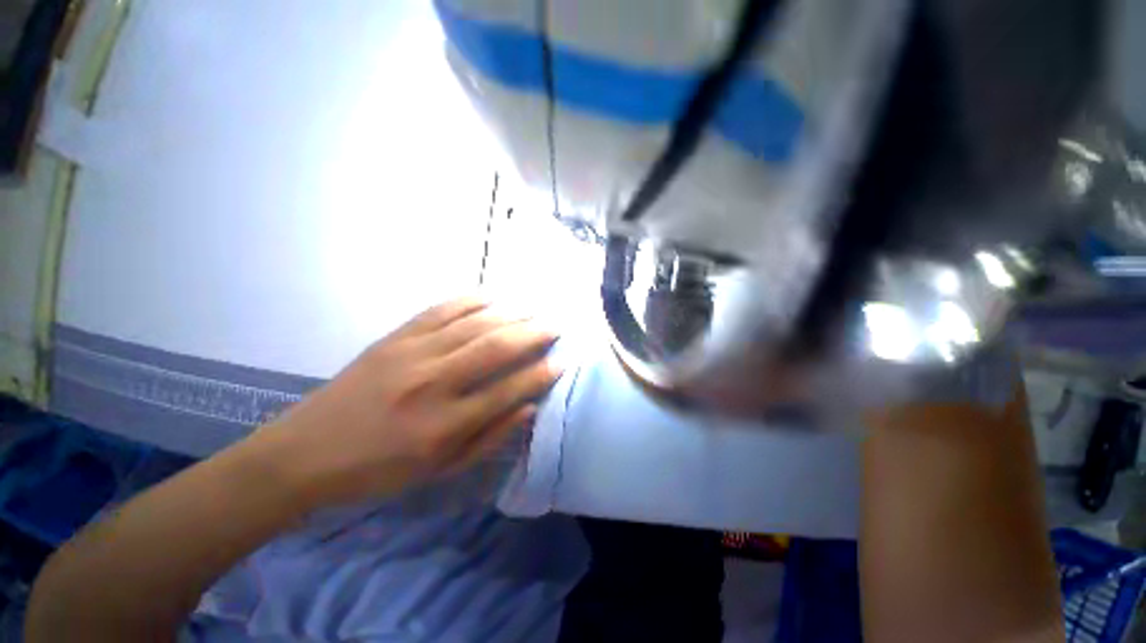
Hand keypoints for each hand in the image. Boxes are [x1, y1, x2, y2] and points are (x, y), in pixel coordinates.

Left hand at [256, 297, 561, 508]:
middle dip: (534, 334)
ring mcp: (412, 353)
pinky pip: (442, 309)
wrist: (306, 452)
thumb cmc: (380, 470)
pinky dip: (472, 300)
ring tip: (533, 311)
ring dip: (510, 314)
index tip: (562, 362)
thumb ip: (490, 438)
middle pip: (496, 347)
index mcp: (444, 425)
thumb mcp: (440, 471)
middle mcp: (433, 383)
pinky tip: (492, 297)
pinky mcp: (395, 337)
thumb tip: (529, 407)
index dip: (540, 374)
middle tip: (556, 326)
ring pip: (474, 323)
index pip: (508, 390)